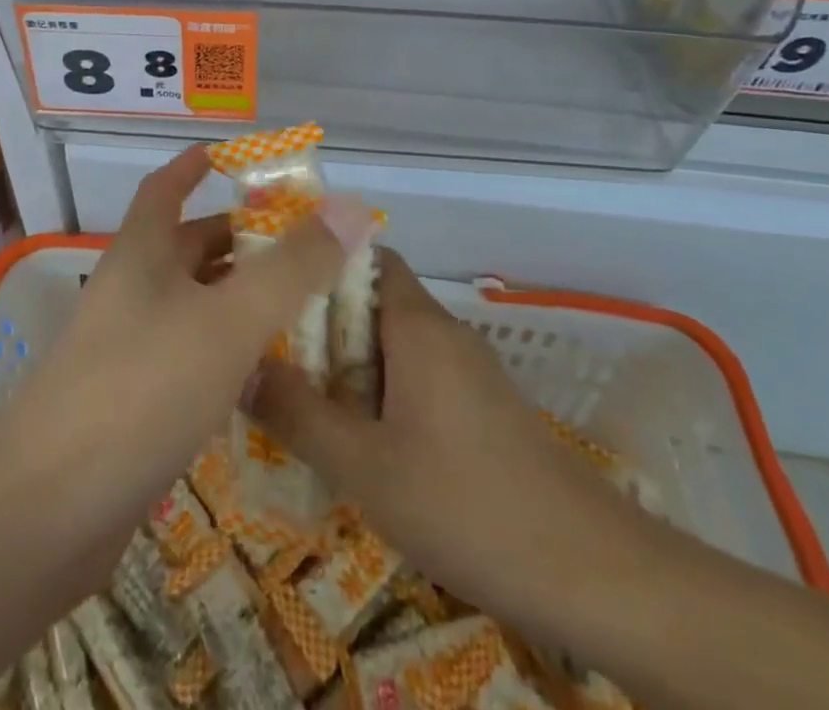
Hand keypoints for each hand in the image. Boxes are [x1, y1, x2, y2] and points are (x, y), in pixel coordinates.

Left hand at [0, 146, 372, 599]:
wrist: (46, 512)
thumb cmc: (142, 388)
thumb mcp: (229, 319)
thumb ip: (293, 267)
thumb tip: (351, 208)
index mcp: (142, 254)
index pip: (165, 189)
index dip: (193, 167)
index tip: (228, 156)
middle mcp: (132, 293)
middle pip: (186, 249)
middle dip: (239, 240)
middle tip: (300, 244)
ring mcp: (127, 351)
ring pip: (193, 307)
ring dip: (238, 300)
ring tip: (298, 305)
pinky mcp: (133, 406)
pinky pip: (189, 360)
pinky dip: (226, 355)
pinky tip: (266, 376)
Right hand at [249, 251, 652, 639]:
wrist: (589, 572)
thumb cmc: (466, 503)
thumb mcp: (365, 466)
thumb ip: (297, 414)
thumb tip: (239, 366)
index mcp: (417, 325)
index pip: (366, 257)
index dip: (318, 263)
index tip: (272, 291)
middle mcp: (444, 333)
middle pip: (372, 302)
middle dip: (320, 325)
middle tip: (270, 358)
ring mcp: (468, 372)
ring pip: (393, 346)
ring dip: (348, 366)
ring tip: (299, 403)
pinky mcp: (482, 409)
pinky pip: (416, 379)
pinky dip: (380, 395)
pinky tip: (359, 445)